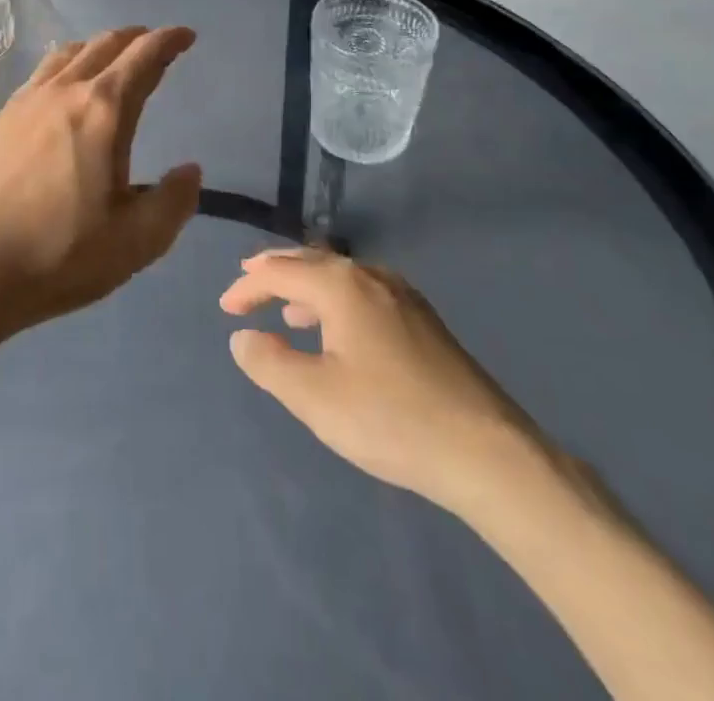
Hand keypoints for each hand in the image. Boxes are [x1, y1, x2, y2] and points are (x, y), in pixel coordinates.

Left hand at [0, 26, 201, 333]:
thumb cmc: (60, 255)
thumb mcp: (136, 241)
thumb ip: (174, 201)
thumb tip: (190, 170)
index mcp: (104, 111)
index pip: (144, 57)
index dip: (169, 41)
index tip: (186, 36)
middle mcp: (64, 91)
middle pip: (105, 45)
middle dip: (136, 38)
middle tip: (155, 45)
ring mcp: (26, 101)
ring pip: (69, 53)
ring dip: (99, 48)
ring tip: (111, 60)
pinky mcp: (0, 118)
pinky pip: (41, 73)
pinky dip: (66, 66)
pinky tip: (63, 89)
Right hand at [220, 248, 548, 515]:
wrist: (487, 451)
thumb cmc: (391, 419)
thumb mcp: (315, 397)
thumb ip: (270, 363)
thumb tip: (243, 337)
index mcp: (341, 285)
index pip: (280, 271)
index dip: (248, 286)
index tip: (226, 308)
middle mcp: (371, 276)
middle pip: (312, 262)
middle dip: (276, 273)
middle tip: (247, 284)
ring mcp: (403, 295)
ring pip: (341, 277)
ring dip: (307, 288)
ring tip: (287, 311)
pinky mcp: (424, 320)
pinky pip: (364, 294)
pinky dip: (336, 301)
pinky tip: (339, 333)